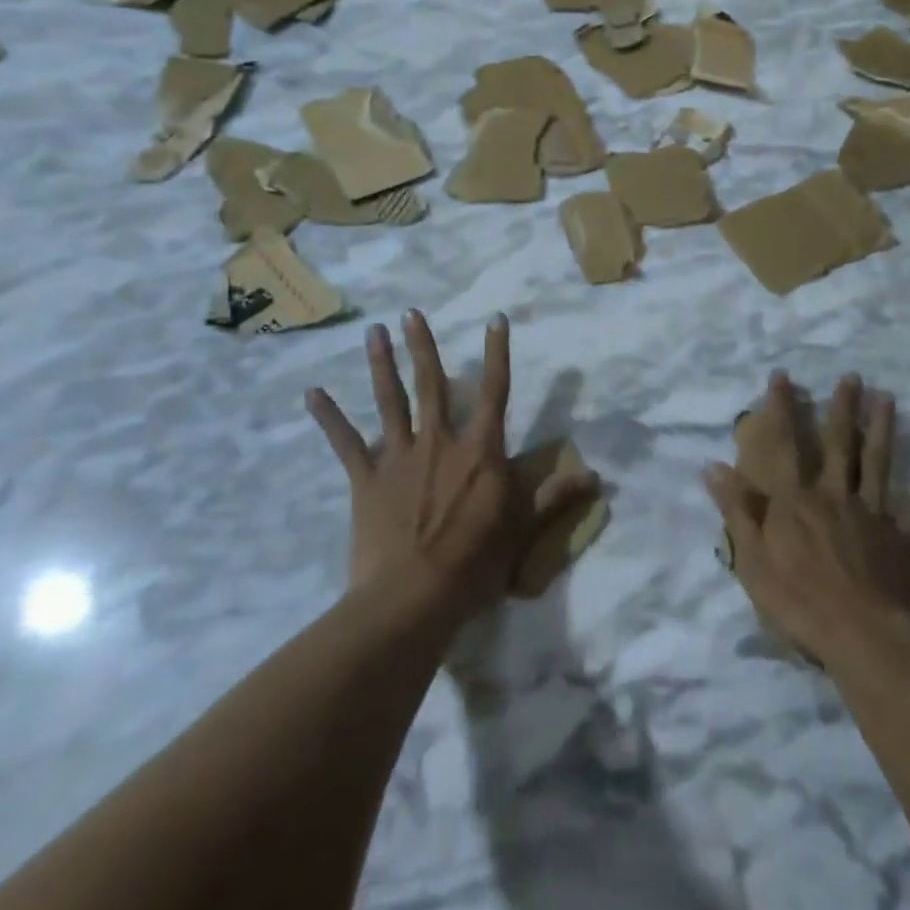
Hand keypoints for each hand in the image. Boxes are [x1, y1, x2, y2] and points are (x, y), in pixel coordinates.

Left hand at [308, 311, 593, 618]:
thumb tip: (598, 476)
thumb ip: (555, 497)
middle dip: (423, 347)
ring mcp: (398, 457)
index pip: (495, 392)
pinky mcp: (366, 479)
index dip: (497, 354)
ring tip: (373, 332)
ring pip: (389, 401)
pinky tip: (312, 393)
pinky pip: (345, 443)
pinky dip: (329, 417)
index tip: (495, 320)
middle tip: (411, 313)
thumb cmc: (475, 563)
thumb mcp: (523, 529)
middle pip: (432, 385)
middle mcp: (439, 441)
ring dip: (380, 365)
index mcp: (479, 451)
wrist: (412, 597)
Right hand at [708, 371, 909, 665]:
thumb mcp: (752, 559)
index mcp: (796, 501)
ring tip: (888, 398)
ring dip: (883, 430)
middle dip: (842, 409)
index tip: (782, 376)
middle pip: (839, 445)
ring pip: (878, 464)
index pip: (785, 446)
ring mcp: (872, 515)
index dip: (781, 410)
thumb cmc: (799, 602)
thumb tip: (714, 466)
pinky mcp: (903, 539)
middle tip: (851, 377)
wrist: (862, 638)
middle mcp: (835, 496)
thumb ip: (737, 510)